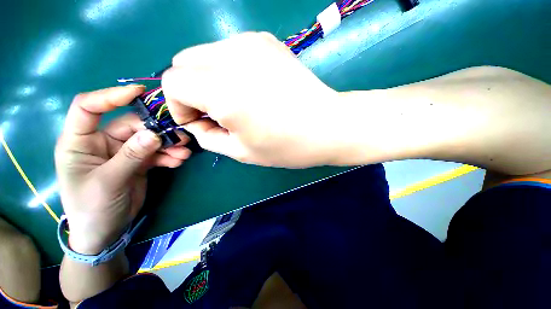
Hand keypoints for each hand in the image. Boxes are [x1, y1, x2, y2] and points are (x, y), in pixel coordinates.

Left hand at [55, 86, 190, 253]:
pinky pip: (156, 153)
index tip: (139, 93)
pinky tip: (180, 160)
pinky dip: (169, 155)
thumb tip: (153, 135)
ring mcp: (123, 152)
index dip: (111, 96)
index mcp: (80, 142)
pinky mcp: (139, 162)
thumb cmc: (92, 208)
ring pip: (148, 140)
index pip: (88, 108)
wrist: (105, 231)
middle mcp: (102, 142)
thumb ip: (130, 157)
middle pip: (131, 125)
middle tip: (181, 136)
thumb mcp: (108, 182)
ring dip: (168, 144)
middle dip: (156, 130)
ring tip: (184, 151)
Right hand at [162, 32, 346, 167]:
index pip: (172, 82)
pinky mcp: (266, 41)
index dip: (180, 106)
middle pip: (184, 62)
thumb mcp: (241, 152)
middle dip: (192, 90)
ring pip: (205, 54)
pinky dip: (229, 69)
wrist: (327, 126)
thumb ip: (209, 136)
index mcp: (222, 90)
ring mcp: (250, 42)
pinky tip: (252, 88)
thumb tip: (197, 123)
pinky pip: (229, 51)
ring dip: (209, 78)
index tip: (201, 122)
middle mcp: (231, 56)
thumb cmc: (286, 146)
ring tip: (237, 102)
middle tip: (218, 113)